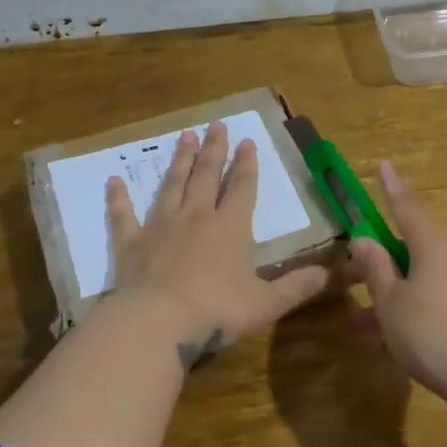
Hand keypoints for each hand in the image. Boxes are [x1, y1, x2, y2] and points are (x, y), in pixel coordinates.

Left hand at [106, 122, 330, 367]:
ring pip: (172, 186)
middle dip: (213, 150)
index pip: (242, 188)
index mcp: (230, 228)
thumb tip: (332, 275)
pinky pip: (123, 215)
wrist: (159, 321)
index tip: (247, 141)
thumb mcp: (267, 303)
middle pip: (207, 177)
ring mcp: (160, 227)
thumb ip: (298, 287)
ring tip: (184, 137)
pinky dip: (118, 198)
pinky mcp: (130, 244)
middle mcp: (196, 218)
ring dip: (180, 162)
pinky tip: (113, 181)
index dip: (247, 165)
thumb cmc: (218, 310)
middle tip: (215, 124)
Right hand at [348, 161, 446, 420]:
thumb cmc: (434, 336)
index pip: (407, 206)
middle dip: (396, 235)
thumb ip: (377, 270)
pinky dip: (421, 293)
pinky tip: (409, 320)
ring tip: (382, 293)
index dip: (392, 187)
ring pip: (432, 265)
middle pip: (422, 235)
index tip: (383, 163)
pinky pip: (443, 287)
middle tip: (371, 242)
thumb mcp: (392, 304)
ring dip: (407, 270)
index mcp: (433, 245)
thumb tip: (364, 239)